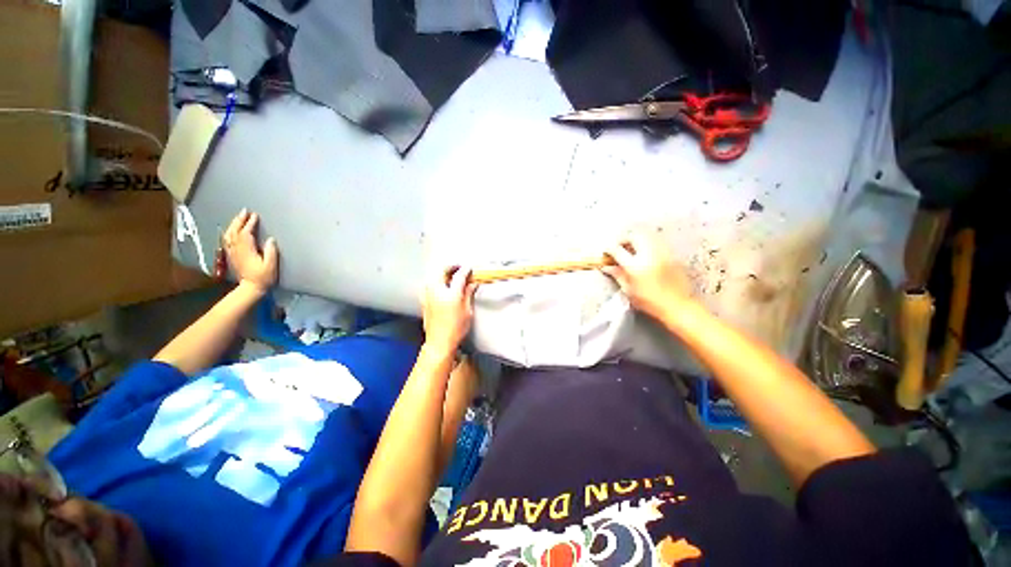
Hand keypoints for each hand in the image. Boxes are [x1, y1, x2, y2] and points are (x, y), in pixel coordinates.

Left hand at [223, 209, 278, 294]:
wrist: (251, 287)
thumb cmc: (263, 277)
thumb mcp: (271, 266)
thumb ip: (271, 252)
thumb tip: (271, 239)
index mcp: (247, 251)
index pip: (246, 234)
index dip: (250, 224)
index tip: (255, 216)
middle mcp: (237, 250)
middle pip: (235, 232)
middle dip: (239, 221)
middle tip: (245, 211)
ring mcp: (233, 252)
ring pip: (229, 235)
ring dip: (233, 225)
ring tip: (239, 217)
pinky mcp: (232, 255)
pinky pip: (227, 240)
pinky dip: (229, 232)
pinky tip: (232, 230)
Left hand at [421, 266, 477, 354]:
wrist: (439, 342)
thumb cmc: (456, 329)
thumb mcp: (468, 311)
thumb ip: (469, 294)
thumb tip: (473, 284)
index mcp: (451, 294)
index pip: (459, 275)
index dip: (465, 270)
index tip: (469, 268)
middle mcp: (438, 292)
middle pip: (442, 271)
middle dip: (451, 267)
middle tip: (459, 268)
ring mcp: (428, 296)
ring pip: (433, 276)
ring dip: (442, 273)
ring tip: (450, 275)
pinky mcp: (424, 301)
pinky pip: (429, 285)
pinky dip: (436, 281)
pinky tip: (441, 286)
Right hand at [603, 231, 692, 317]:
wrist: (678, 306)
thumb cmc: (651, 302)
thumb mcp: (629, 291)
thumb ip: (618, 275)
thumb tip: (607, 267)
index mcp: (635, 266)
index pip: (617, 250)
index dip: (609, 249)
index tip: (606, 253)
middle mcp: (649, 255)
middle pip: (633, 236)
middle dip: (623, 239)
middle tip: (618, 247)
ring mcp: (662, 253)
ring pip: (646, 236)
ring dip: (636, 239)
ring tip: (631, 249)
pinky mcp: (671, 255)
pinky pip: (656, 242)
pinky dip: (647, 244)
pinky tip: (645, 254)